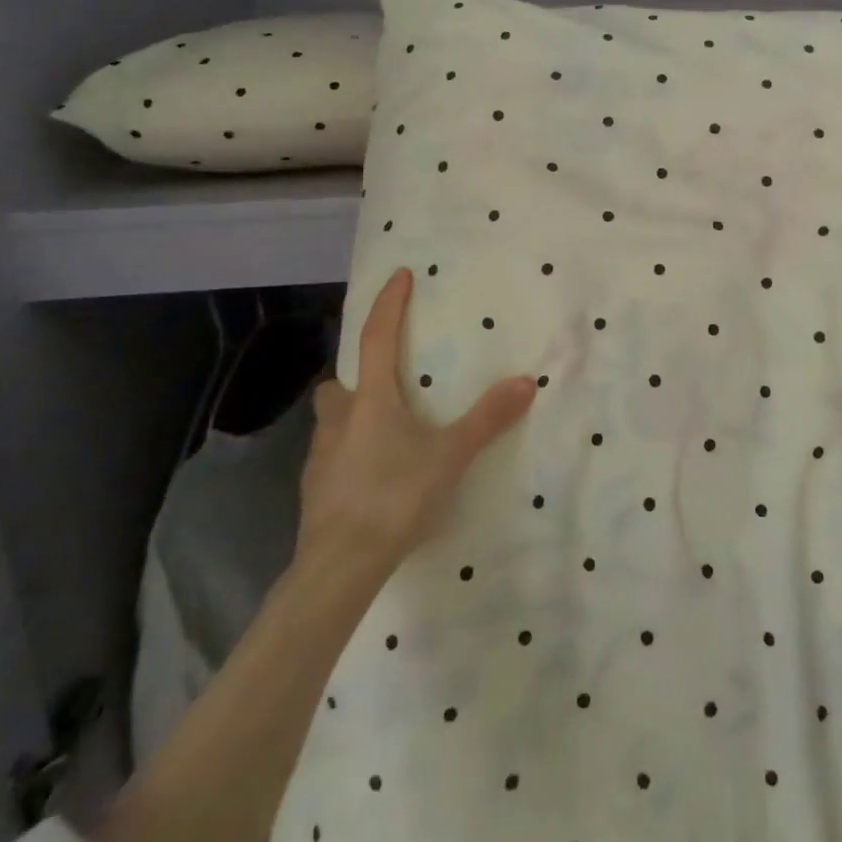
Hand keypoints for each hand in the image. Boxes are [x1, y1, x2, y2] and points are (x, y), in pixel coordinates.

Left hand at [298, 268, 536, 574]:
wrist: (340, 566)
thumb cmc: (395, 496)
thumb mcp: (450, 455)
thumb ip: (487, 418)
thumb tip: (526, 382)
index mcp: (371, 401)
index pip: (377, 338)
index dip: (388, 304)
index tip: (398, 276)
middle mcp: (339, 421)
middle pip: (339, 384)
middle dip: (358, 378)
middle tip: (388, 385)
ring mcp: (320, 458)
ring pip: (332, 422)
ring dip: (352, 417)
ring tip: (386, 434)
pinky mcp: (315, 492)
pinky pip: (332, 458)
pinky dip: (350, 455)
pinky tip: (374, 477)